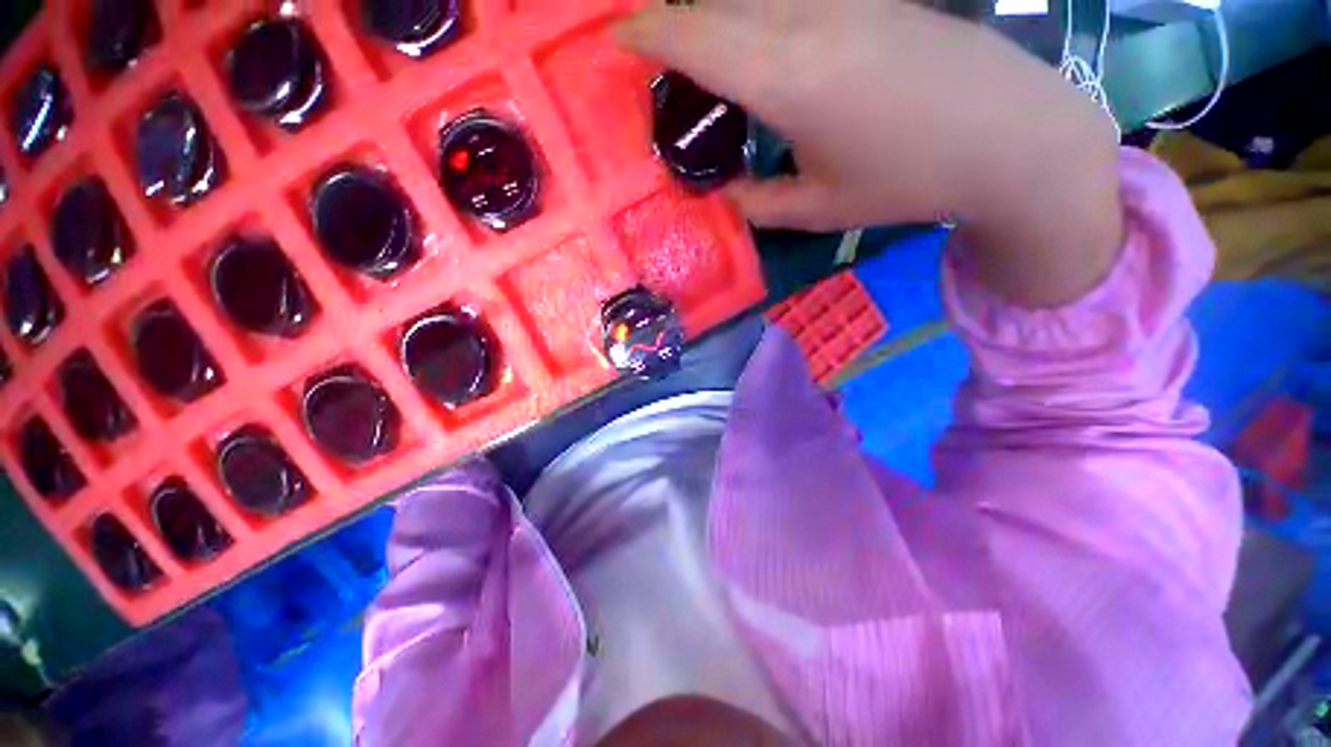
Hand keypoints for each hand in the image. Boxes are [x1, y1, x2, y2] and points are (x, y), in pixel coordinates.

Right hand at [617, 0, 1123, 306]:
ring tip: (697, 58)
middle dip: (671, 20)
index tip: (616, 39)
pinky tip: (754, 45)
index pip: (697, 36)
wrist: (1012, 135)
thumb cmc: (909, 180)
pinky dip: (753, 13)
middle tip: (651, 57)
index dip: (649, 32)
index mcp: (790, 78)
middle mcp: (809, 19)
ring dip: (712, 16)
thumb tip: (722, 195)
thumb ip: (758, 203)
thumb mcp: (820, 209)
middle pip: (717, 3)